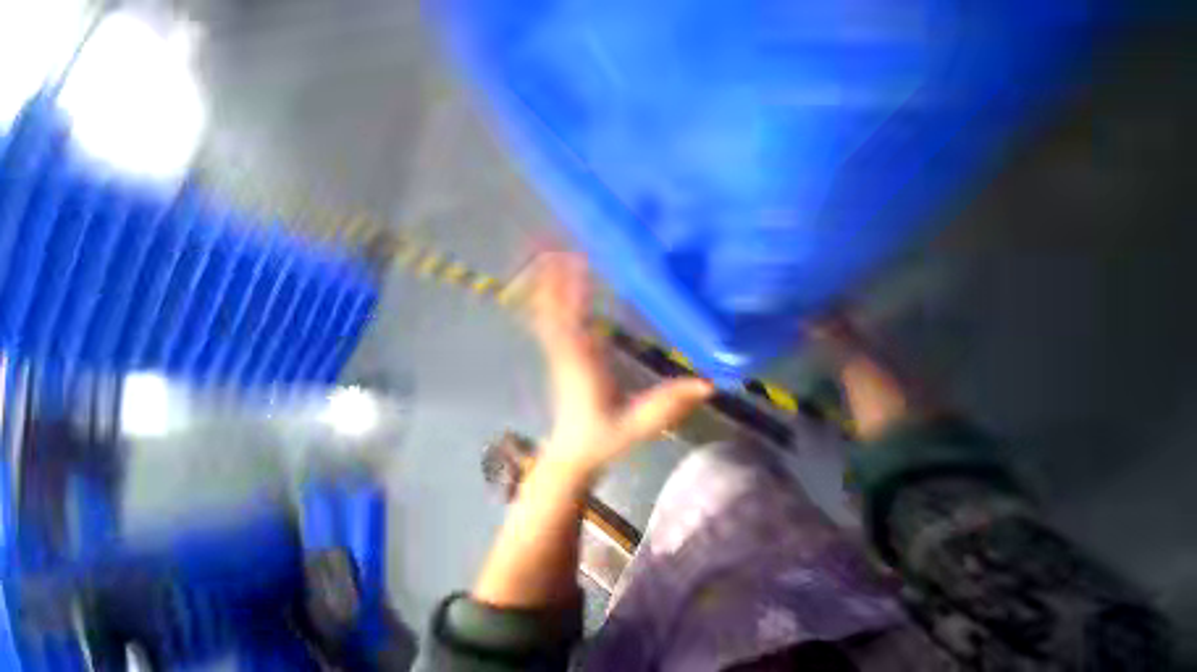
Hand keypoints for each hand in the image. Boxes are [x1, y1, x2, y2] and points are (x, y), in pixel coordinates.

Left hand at [526, 253, 713, 478]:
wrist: (572, 452)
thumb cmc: (601, 439)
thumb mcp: (636, 426)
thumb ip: (667, 406)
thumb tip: (708, 385)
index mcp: (581, 364)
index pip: (570, 322)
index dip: (570, 292)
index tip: (576, 261)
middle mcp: (566, 351)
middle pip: (551, 308)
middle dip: (551, 275)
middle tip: (553, 241)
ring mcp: (560, 350)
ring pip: (547, 310)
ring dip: (548, 281)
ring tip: (550, 249)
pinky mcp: (562, 352)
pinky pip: (552, 318)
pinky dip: (552, 295)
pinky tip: (558, 279)